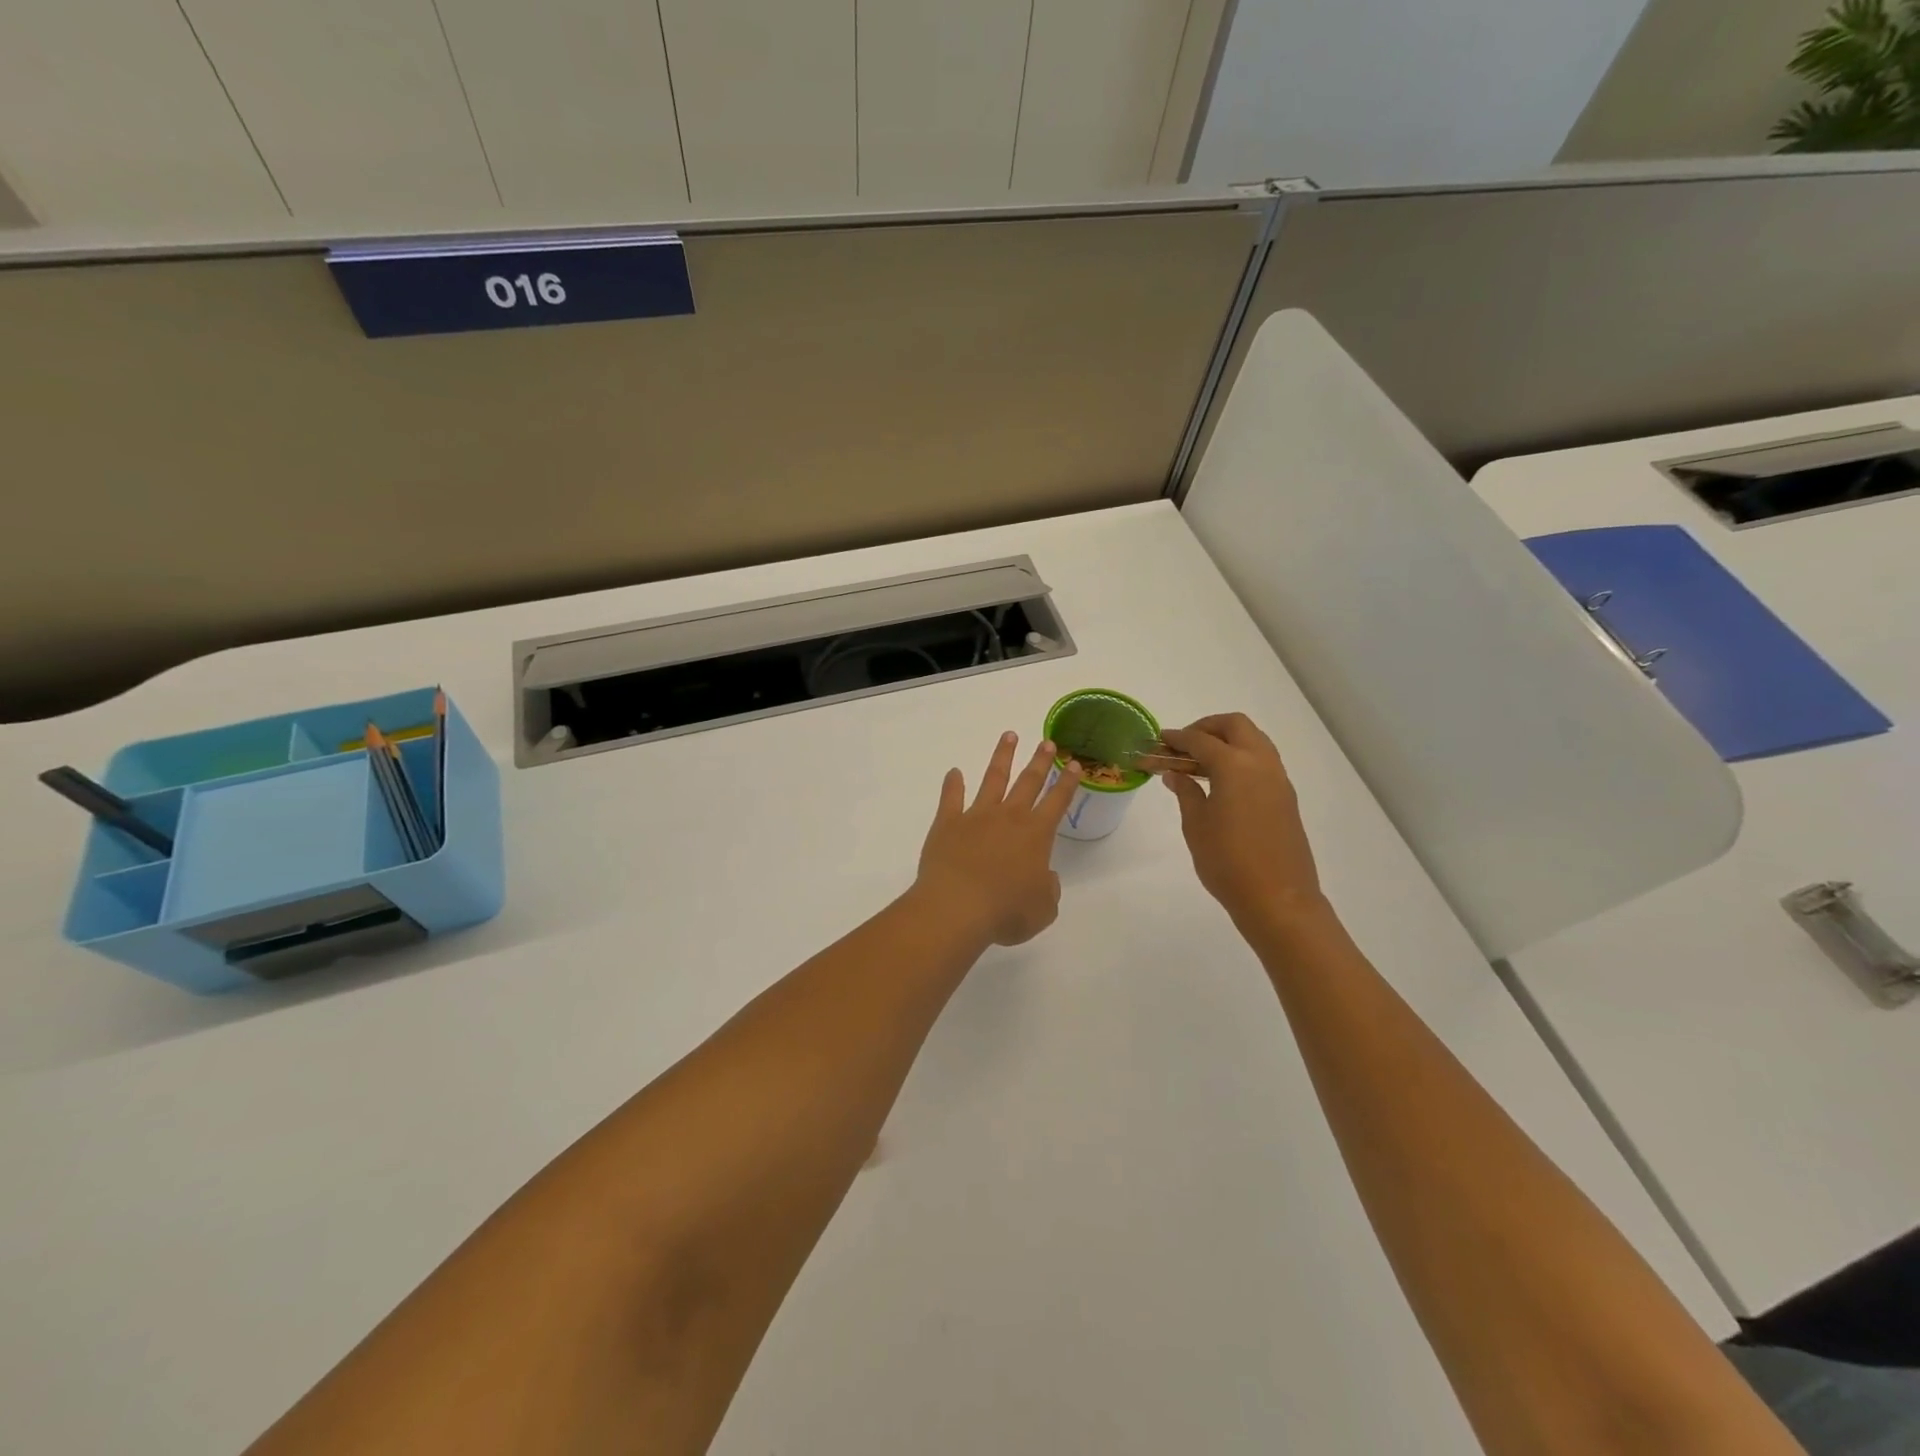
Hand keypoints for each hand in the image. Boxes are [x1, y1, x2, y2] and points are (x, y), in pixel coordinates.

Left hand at [916, 732, 1080, 946]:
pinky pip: (951, 798)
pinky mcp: (948, 823)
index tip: (1074, 764)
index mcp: (1036, 834)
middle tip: (1047, 742)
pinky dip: (953, 784)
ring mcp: (976, 816)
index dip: (1068, 783)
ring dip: (1002, 757)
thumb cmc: (1006, 911)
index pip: (1057, 801)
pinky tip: (954, 772)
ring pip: (992, 779)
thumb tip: (1044, 877)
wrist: (957, 907)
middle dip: (1040, 761)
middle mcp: (1009, 817)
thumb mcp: (1042, 910)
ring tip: (1009, 736)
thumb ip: (1049, 890)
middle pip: (1028, 782)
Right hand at [1160, 714, 1328, 928]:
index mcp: (1235, 766)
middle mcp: (1261, 763)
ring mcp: (1278, 779)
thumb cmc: (1228, 862)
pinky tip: (1221, 782)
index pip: (1200, 740)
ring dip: (1226, 741)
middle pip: (1235, 726)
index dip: (1176, 738)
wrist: (1278, 899)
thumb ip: (1186, 792)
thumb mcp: (1196, 825)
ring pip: (1253, 740)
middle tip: (1183, 746)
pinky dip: (1240, 758)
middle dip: (1206, 728)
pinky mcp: (1285, 797)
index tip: (1157, 741)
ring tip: (1199, 763)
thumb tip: (1176, 774)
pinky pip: (1262, 761)